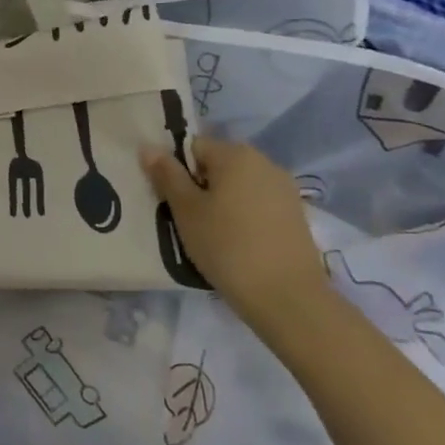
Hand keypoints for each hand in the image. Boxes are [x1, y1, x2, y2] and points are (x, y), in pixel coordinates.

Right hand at [142, 136, 330, 334]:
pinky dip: (243, 218)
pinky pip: (258, 205)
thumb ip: (166, 175)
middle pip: (217, 165)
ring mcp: (285, 189)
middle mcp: (264, 162)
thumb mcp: (185, 210)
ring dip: (221, 203)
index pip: (193, 147)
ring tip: (212, 236)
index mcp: (235, 154)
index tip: (174, 202)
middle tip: (188, 221)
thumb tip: (148, 147)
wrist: (287, 297)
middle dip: (199, 187)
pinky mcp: (296, 215)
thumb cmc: (227, 246)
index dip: (177, 171)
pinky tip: (238, 245)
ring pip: (238, 187)